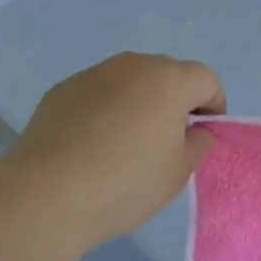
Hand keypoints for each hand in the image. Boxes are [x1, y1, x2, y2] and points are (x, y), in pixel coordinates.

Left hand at [0, 52, 224, 253]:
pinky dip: (105, 110)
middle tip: (168, 141)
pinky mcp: (62, 90)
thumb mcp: (177, 174)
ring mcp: (93, 74)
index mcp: (168, 80)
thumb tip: (198, 132)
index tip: (203, 137)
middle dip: (176, 101)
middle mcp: (132, 66)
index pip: (206, 80)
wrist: (47, 194)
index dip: (213, 106)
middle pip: (167, 74)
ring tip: (127, 143)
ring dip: (138, 102)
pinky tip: (92, 145)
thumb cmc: (125, 184)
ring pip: (129, 81)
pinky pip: (98, 93)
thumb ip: (197, 145)